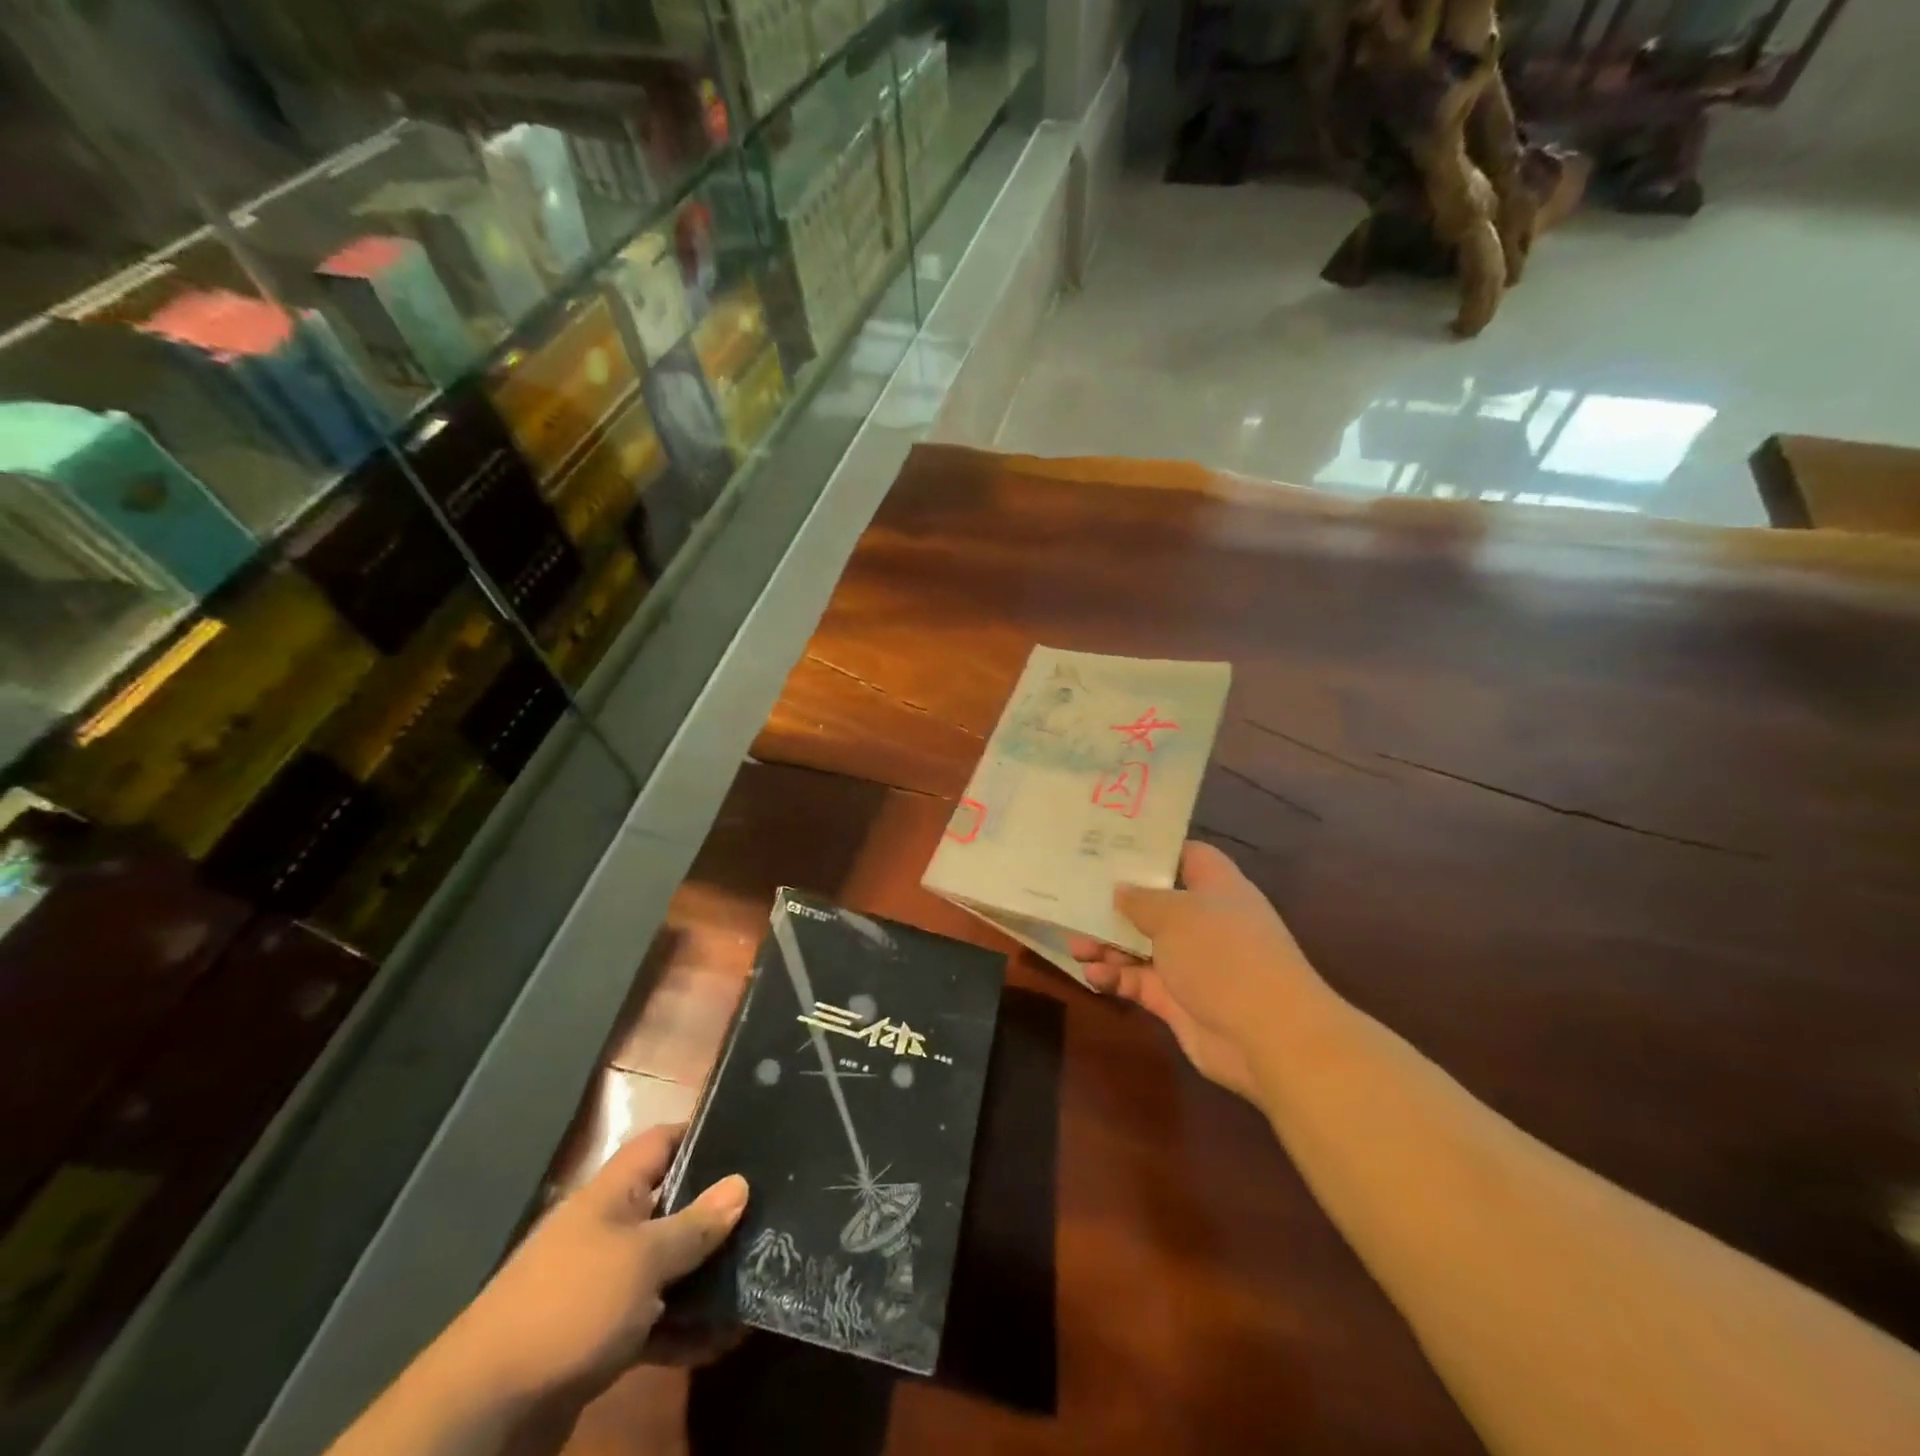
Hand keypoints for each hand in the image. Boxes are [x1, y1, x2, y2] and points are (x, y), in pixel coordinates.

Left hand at [453, 1124, 747, 1403]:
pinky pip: (656, 1323)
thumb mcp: (643, 1259)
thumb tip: (741, 1183)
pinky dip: (687, 1330)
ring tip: (760, 1279)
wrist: (486, 1412)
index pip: (662, 1143)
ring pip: (668, 1269)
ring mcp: (604, 1286)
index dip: (701, 1134)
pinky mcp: (602, 1338)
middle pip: (672, 1207)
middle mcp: (609, 1231)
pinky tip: (725, 1341)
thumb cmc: (571, 1305)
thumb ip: (695, 1224)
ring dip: (708, 1279)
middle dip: (717, 1215)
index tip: (749, 1137)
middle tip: (771, 1213)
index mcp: (611, 1195)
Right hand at [1069, 841, 1330, 1102]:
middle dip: (1115, 904)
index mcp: (1215, 887)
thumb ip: (1141, 900)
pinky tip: (1092, 975)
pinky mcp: (1178, 1000)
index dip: (1150, 850)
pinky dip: (1116, 977)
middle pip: (1154, 903)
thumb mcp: (1175, 914)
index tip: (1109, 847)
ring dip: (1107, 944)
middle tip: (1075, 900)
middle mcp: (1204, 921)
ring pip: (1140, 945)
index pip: (1183, 855)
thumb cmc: (1223, 954)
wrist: (1268, 1035)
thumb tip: (1120, 891)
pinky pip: (1139, 981)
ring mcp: (1191, 962)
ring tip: (1074, 944)